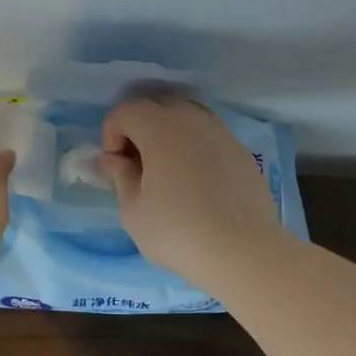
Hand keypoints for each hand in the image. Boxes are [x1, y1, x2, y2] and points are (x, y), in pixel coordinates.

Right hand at [100, 93, 284, 286]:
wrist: (244, 251)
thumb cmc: (178, 231)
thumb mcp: (133, 211)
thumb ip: (119, 176)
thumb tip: (112, 159)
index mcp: (160, 127)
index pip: (125, 110)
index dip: (111, 133)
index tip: (114, 165)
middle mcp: (191, 118)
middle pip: (156, 104)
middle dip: (138, 126)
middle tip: (135, 162)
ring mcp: (221, 132)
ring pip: (185, 115)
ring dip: (167, 132)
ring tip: (164, 169)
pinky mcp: (240, 150)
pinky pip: (208, 134)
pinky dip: (192, 145)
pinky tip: (194, 180)